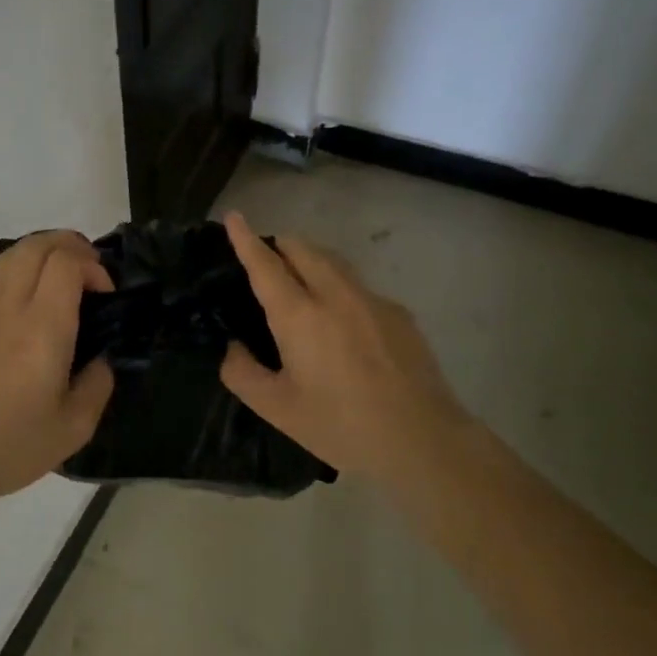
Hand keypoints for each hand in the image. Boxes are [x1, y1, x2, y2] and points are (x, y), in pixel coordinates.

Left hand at [0, 230, 115, 503]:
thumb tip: (100, 359)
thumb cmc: (11, 445)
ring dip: (45, 250)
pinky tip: (42, 300)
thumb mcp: (74, 427)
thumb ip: (97, 385)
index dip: (92, 266)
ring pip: (13, 255)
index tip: (107, 296)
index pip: (64, 264)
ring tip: (69, 276)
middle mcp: (12, 311)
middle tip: (93, 271)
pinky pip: (1, 277)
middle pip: (35, 246)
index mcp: (42, 330)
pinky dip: (27, 269)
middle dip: (70, 244)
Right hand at [219, 211, 473, 485]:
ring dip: (310, 261)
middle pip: (303, 248)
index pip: (265, 264)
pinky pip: (358, 287)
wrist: (423, 440)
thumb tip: (233, 347)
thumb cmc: (341, 426)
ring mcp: (372, 300)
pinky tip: (343, 327)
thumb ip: (242, 372)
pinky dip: (339, 289)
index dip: (245, 238)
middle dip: (279, 245)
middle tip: (265, 264)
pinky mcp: (399, 314)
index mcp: (299, 315)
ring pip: (334, 262)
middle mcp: (336, 295)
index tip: (234, 215)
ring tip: (300, 286)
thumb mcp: (277, 409)